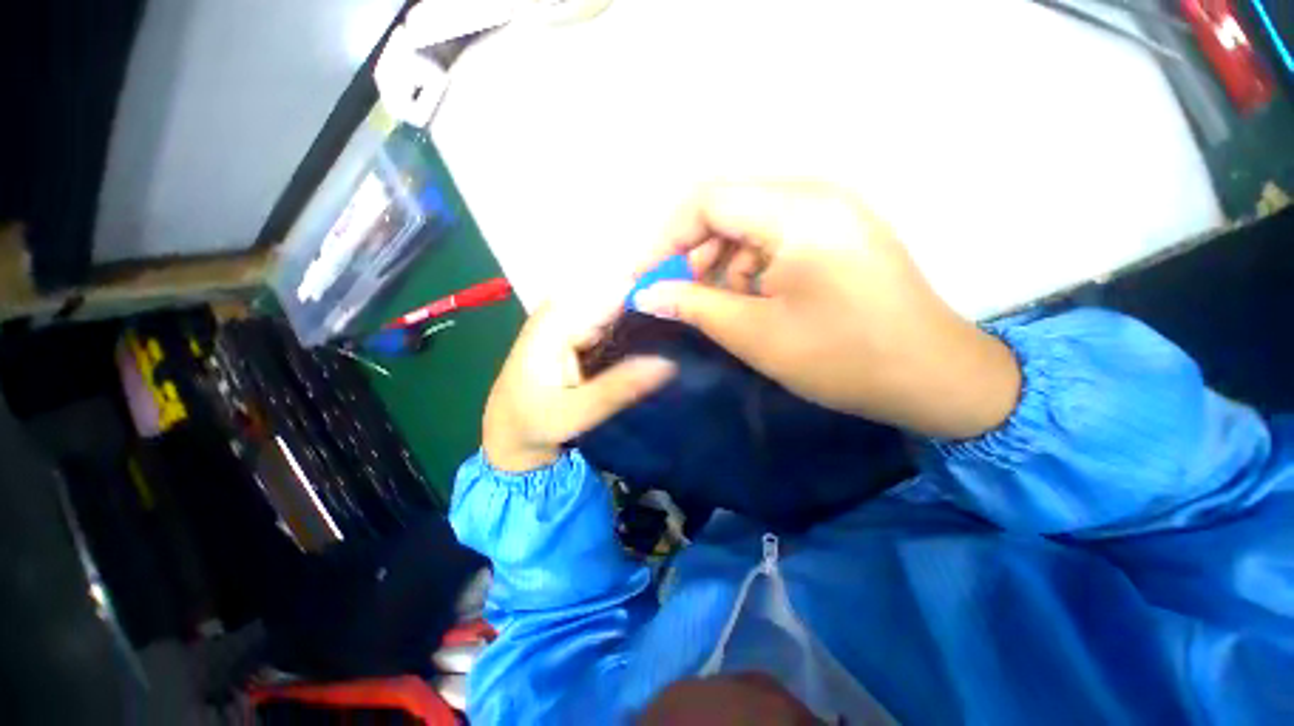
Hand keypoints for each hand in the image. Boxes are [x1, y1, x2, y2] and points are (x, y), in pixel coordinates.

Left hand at [482, 292, 676, 471]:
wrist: (509, 430)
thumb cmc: (534, 422)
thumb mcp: (575, 413)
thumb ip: (619, 388)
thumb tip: (670, 363)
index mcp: (560, 320)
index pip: (616, 288)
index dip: (655, 287)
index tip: (693, 295)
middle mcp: (567, 308)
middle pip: (621, 289)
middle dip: (657, 297)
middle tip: (694, 314)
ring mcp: (574, 317)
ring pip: (621, 302)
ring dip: (651, 310)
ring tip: (685, 320)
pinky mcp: (581, 330)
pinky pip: (617, 317)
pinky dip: (639, 323)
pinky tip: (662, 333)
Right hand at [633, 181, 1020, 439]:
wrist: (933, 377)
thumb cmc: (844, 359)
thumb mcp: (756, 334)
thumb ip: (694, 306)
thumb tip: (646, 295)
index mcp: (798, 212)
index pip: (706, 201)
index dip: (664, 239)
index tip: (643, 279)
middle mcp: (815, 196)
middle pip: (726, 207)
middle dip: (690, 252)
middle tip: (673, 296)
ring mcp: (830, 211)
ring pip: (747, 223)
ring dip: (718, 261)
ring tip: (713, 304)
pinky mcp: (837, 232)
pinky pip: (773, 236)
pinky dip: (747, 265)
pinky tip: (750, 298)